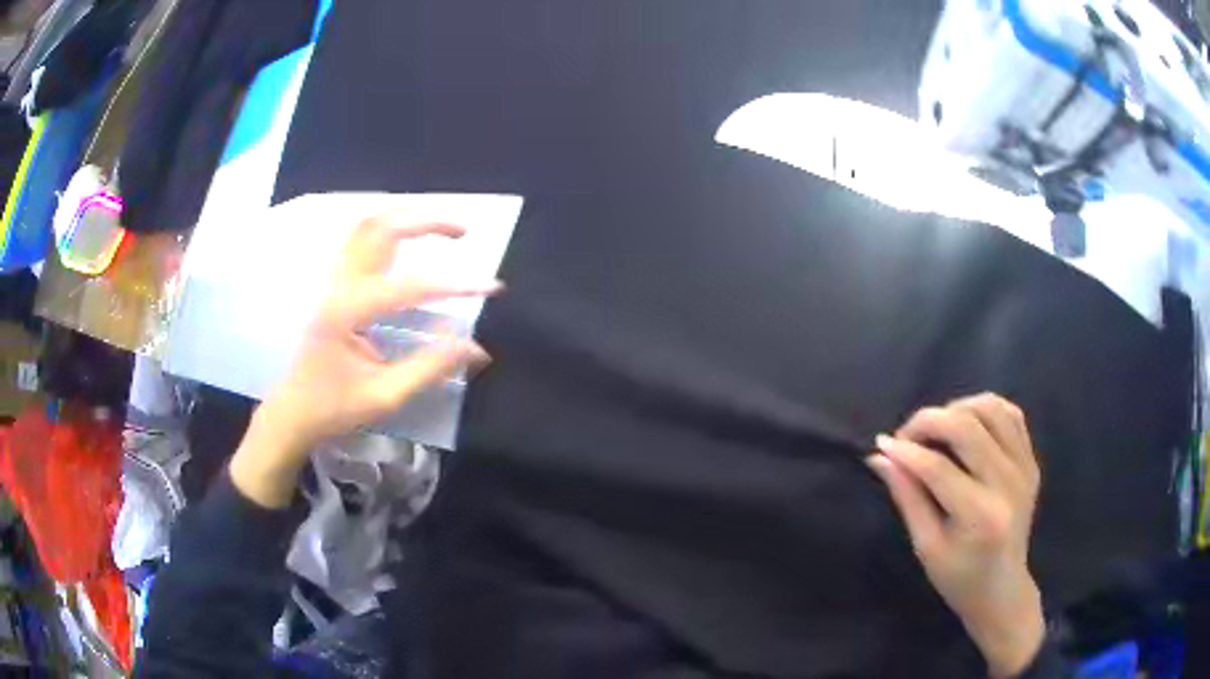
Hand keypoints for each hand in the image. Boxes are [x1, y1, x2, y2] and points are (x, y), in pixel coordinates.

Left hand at [230, 212, 500, 507]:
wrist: (294, 409)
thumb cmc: (335, 407)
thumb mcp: (385, 395)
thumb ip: (429, 367)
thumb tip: (475, 347)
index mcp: (349, 312)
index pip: (410, 286)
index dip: (455, 284)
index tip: (492, 287)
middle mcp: (340, 284)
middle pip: (382, 228)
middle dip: (427, 221)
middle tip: (464, 231)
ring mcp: (333, 279)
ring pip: (368, 225)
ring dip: (406, 215)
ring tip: (440, 225)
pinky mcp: (334, 283)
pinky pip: (359, 238)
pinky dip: (388, 226)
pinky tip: (407, 235)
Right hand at [867, 394, 1044, 677]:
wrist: (1002, 589)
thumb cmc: (958, 578)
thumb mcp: (926, 546)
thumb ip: (907, 498)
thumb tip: (880, 457)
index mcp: (980, 516)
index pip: (938, 468)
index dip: (906, 452)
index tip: (882, 445)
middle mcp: (1008, 483)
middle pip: (967, 427)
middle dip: (929, 421)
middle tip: (906, 435)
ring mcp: (1025, 467)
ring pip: (991, 409)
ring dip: (958, 408)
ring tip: (937, 428)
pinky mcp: (1031, 460)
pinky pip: (1011, 414)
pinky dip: (985, 409)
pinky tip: (967, 424)